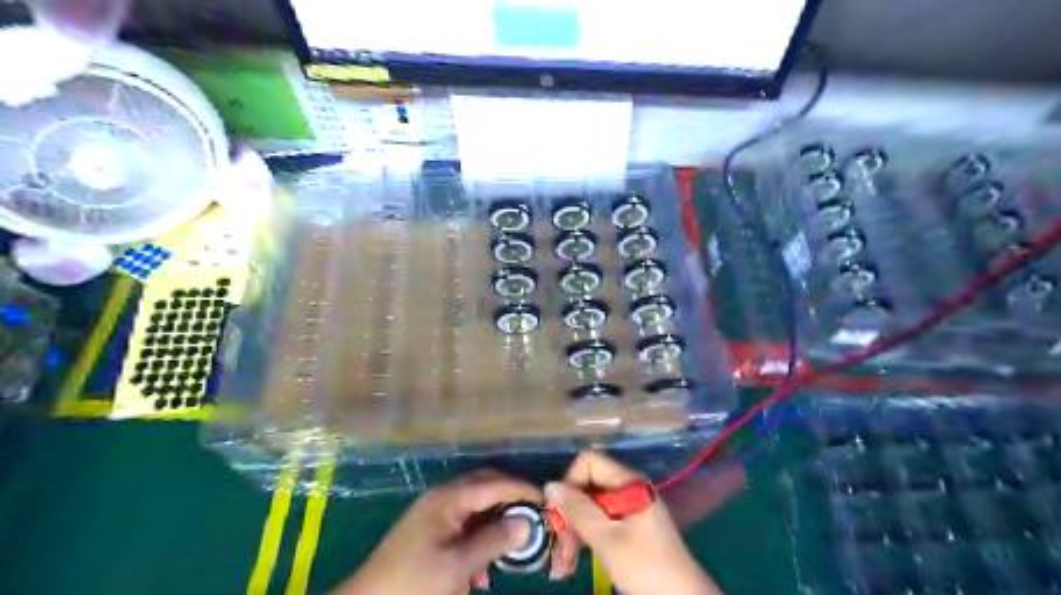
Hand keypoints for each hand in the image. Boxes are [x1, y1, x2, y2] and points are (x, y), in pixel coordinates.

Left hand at [336, 470, 540, 594]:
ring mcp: (434, 512)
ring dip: (495, 523)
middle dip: (511, 500)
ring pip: (476, 507)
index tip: (547, 500)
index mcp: (449, 498)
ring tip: (512, 547)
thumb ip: (494, 540)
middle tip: (534, 517)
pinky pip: (464, 525)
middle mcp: (443, 497)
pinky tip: (481, 572)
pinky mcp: (430, 530)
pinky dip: (479, 539)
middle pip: (486, 487)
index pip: (495, 484)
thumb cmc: (413, 582)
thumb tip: (527, 522)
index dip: (523, 490)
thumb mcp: (458, 565)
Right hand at [546, 451, 721, 593]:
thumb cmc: (646, 567)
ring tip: (561, 566)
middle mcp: (628, 488)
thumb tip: (550, 485)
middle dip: (567, 516)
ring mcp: (629, 508)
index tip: (558, 513)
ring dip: (572, 533)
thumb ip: (578, 510)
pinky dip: (584, 540)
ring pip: (589, 508)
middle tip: (556, 549)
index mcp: (628, 482)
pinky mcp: (628, 527)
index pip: (588, 462)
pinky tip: (571, 563)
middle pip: (586, 487)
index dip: (569, 482)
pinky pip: (599, 523)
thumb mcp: (607, 540)